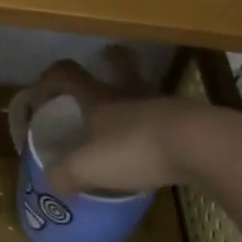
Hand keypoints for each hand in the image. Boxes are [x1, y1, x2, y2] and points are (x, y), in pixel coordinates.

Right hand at [25, 59, 227, 195]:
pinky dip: (157, 123)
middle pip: (118, 64)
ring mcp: (161, 103)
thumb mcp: (87, 168)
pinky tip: (156, 143)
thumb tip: (50, 180)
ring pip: (144, 87)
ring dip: (135, 92)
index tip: (41, 90)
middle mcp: (127, 93)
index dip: (50, 78)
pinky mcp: (188, 119)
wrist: (201, 146)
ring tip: (129, 113)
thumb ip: (64, 174)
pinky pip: (166, 114)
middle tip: (103, 65)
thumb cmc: (134, 149)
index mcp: (98, 98)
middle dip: (108, 61)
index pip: (67, 74)